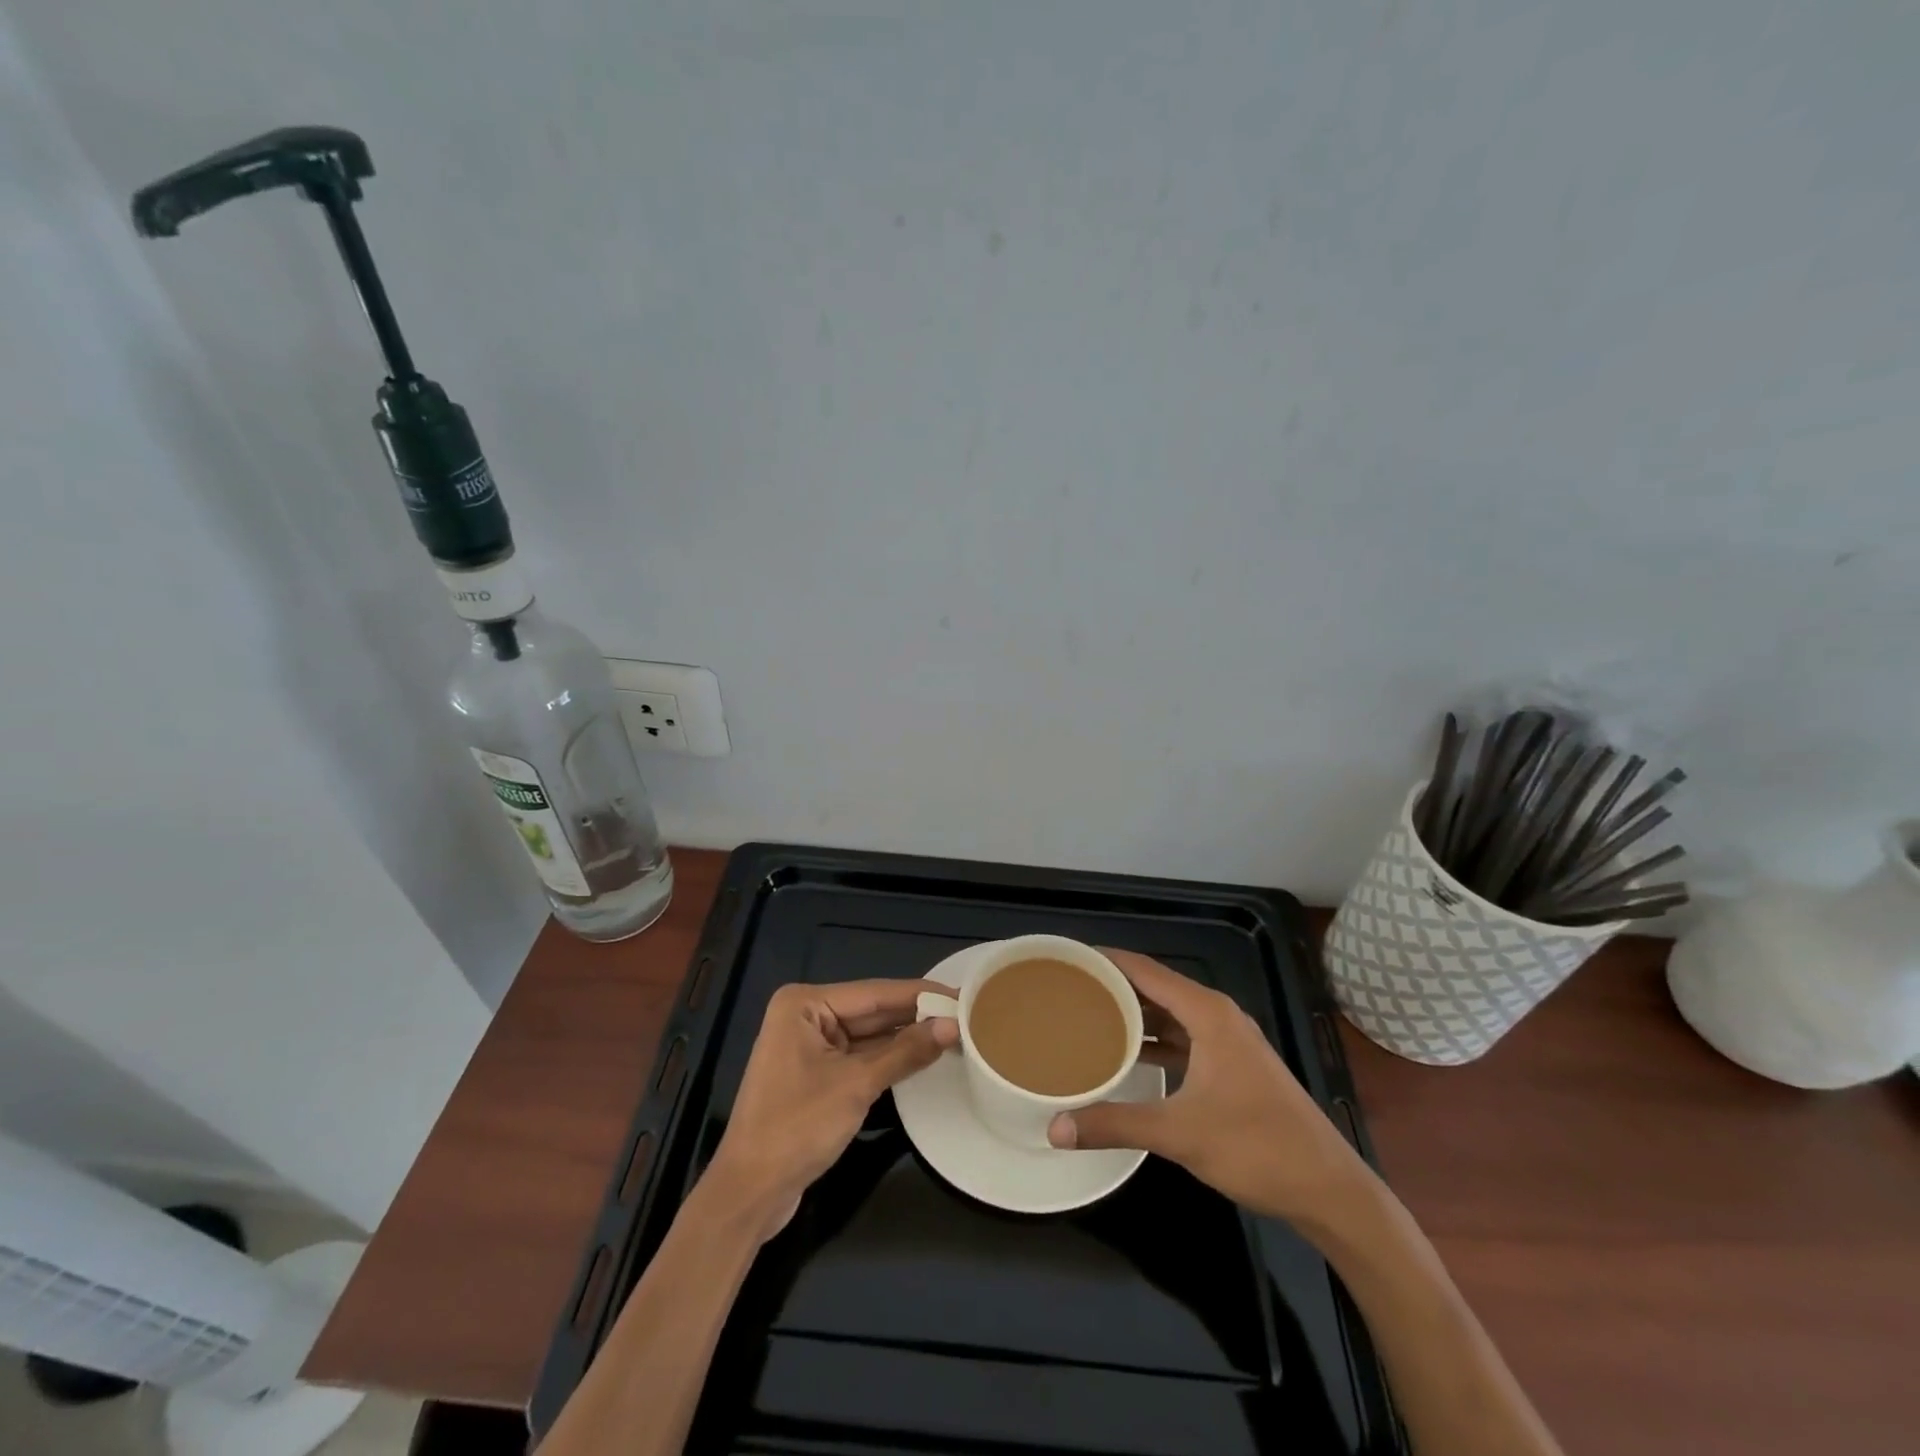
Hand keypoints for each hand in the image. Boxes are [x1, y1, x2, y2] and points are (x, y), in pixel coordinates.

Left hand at [705, 979, 957, 1238]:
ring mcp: (809, 1045)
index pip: (875, 993)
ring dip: (906, 1038)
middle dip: (916, 1015)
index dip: (920, 994)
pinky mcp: (816, 1073)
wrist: (749, 1194)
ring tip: (955, 1031)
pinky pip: (860, 1056)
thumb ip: (905, 1052)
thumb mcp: (856, 1086)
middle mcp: (805, 1015)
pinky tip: (923, 1055)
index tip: (962, 992)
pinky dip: (889, 1058)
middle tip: (966, 1013)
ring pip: (869, 1035)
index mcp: (804, 1004)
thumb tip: (952, 1026)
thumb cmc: (797, 1128)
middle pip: (872, 1011)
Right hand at [1046, 950, 1372, 1223]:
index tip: (1067, 960)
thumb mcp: (1179, 1134)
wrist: (1329, 1190)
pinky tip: (1127, 1056)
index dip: (1106, 961)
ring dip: (1133, 1015)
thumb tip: (1055, 1129)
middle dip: (1113, 986)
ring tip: (1087, 1017)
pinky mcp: (1233, 1066)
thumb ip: (1115, 1124)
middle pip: (1155, 987)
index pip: (1145, 970)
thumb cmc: (1256, 1147)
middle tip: (1067, 991)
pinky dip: (1154, 1040)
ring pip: (1170, 1014)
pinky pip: (1183, 1038)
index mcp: (1207, 1013)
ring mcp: (1229, 1041)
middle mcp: (1218, 1015)